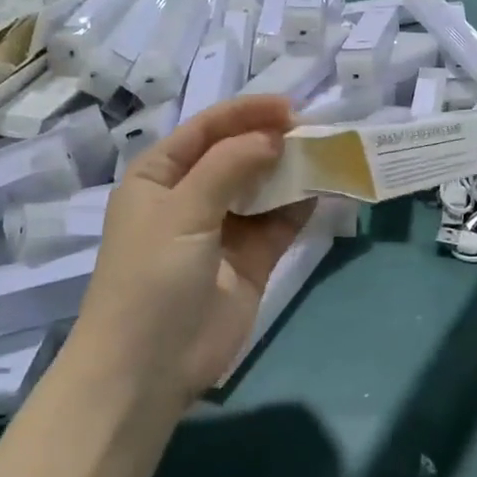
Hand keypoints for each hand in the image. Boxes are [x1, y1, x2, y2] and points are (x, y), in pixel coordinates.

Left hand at [74, 97, 312, 409]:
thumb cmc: (151, 278)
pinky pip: (281, 222)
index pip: (207, 130)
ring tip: (329, 154)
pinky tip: (328, 189)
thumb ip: (228, 166)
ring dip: (292, 171)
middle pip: (238, 154)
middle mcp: (192, 195)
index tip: (290, 108)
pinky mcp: (252, 259)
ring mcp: (224, 228)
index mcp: (160, 176)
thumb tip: (273, 136)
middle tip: (316, 130)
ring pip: (264, 187)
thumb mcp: (182, 212)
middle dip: (274, 140)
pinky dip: (302, 205)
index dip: (246, 113)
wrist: (148, 368)